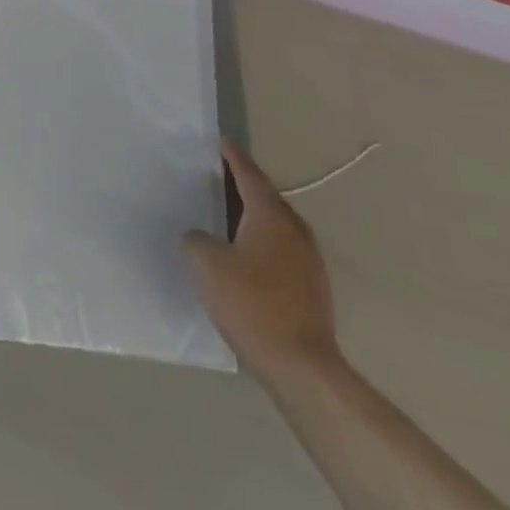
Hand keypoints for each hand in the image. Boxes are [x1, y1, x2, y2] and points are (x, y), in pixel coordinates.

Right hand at [184, 141, 339, 378]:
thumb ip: (196, 239)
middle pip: (267, 198)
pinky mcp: (312, 288)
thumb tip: (198, 236)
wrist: (300, 366)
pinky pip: (283, 250)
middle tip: (218, 179)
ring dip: (254, 217)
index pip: (249, 175)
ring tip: (229, 218)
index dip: (233, 158)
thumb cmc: (251, 304)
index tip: (221, 143)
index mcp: (270, 216)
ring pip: (277, 226)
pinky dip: (263, 243)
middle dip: (244, 186)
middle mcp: (294, 230)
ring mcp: (308, 261)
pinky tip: (245, 258)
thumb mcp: (207, 265)